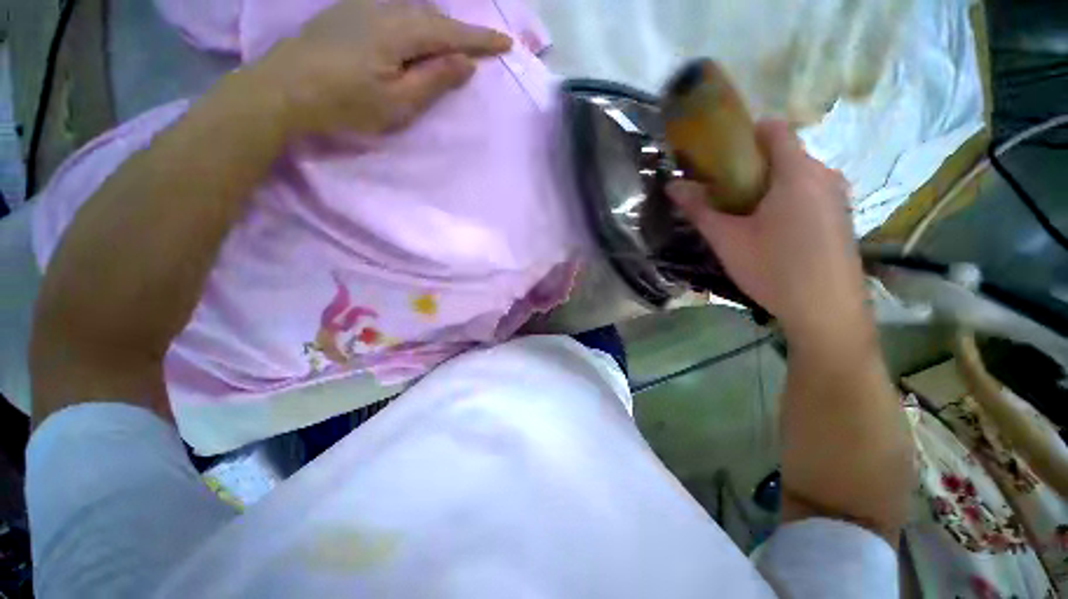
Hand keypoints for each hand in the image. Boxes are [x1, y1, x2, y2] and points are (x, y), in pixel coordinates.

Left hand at [254, 0, 511, 136]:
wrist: (277, 89)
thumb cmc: (337, 102)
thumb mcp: (393, 105)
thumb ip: (434, 81)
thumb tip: (466, 62)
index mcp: (409, 31)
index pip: (458, 33)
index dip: (484, 40)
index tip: (506, 44)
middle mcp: (392, 8)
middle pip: (435, 17)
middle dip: (452, 32)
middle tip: (461, 50)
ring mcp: (364, 5)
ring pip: (410, 8)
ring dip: (425, 23)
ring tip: (426, 41)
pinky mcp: (343, 10)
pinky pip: (385, 7)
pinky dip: (399, 17)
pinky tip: (391, 29)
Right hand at [667, 121, 866, 339]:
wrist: (831, 318)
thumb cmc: (781, 274)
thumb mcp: (732, 244)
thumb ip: (701, 210)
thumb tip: (673, 186)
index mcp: (796, 169)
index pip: (774, 127)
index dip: (750, 134)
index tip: (733, 159)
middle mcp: (824, 175)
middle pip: (790, 152)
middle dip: (766, 165)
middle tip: (744, 195)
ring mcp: (841, 199)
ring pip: (807, 176)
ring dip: (786, 186)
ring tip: (768, 220)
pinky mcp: (849, 221)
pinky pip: (821, 196)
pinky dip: (805, 204)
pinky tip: (794, 240)